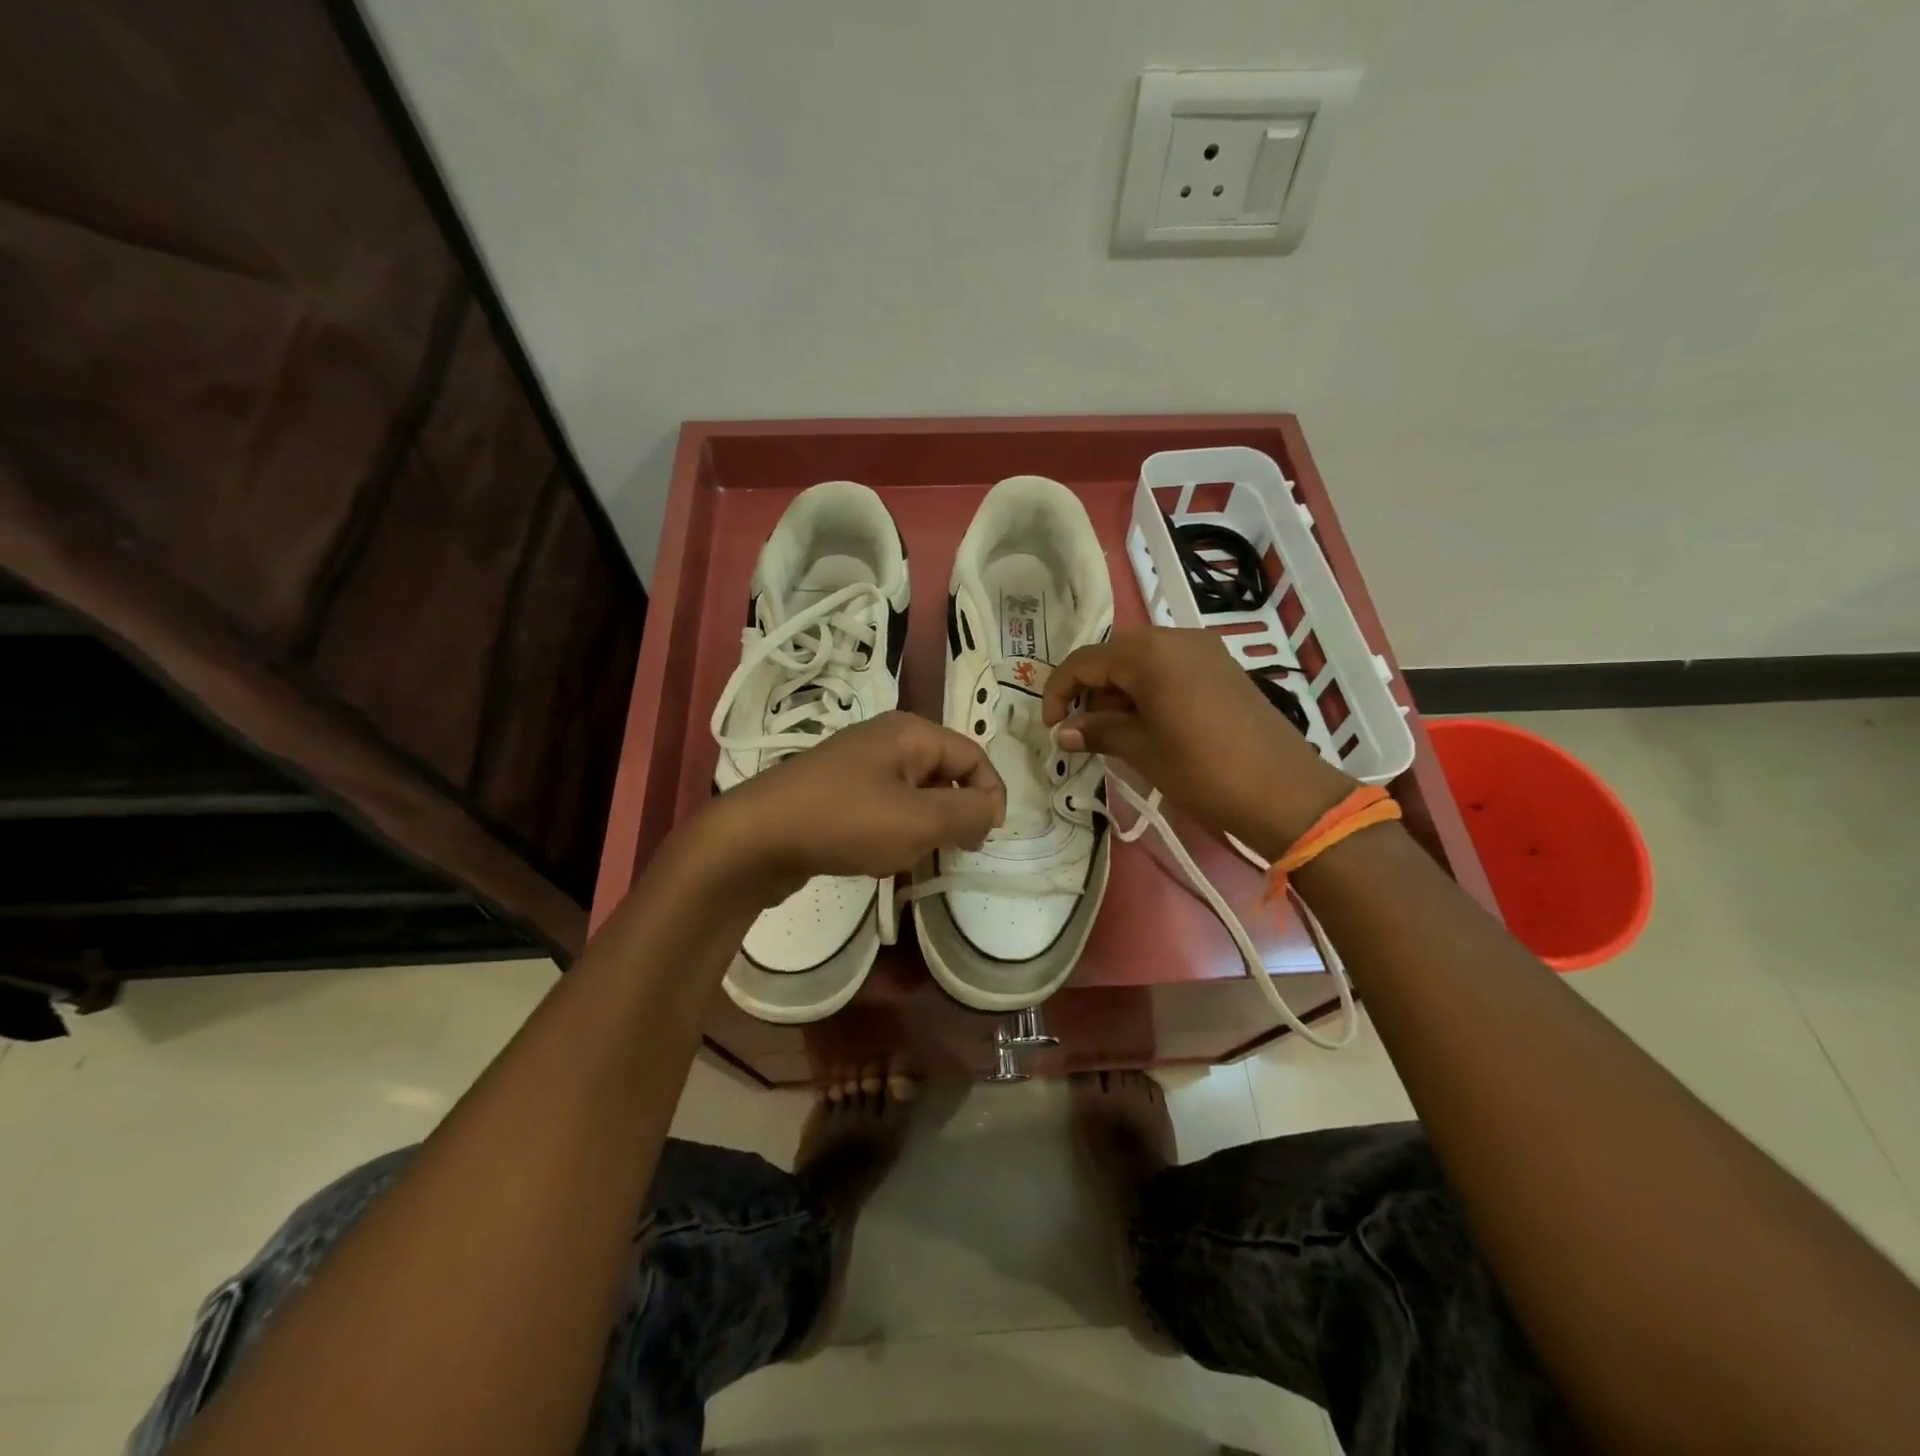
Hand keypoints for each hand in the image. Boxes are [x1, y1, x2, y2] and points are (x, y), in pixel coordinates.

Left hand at [697, 711, 1005, 902]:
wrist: (755, 837)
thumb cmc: (846, 821)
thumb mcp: (919, 821)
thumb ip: (968, 814)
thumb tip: (991, 810)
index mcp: (909, 733)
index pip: (972, 755)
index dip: (991, 793)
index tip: (987, 838)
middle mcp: (884, 741)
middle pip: (943, 772)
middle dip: (957, 812)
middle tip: (957, 851)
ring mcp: (855, 767)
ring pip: (913, 794)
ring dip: (925, 826)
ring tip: (917, 857)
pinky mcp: (834, 795)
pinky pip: (882, 808)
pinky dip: (894, 832)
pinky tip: (881, 858)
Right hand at [1041, 627, 1353, 858]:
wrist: (1284, 791)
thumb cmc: (1203, 770)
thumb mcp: (1142, 750)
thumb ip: (1098, 731)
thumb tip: (1062, 731)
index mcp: (1150, 653)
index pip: (1086, 661)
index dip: (1059, 691)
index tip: (1050, 726)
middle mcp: (1176, 638)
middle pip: (1114, 655)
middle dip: (1090, 689)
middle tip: (1081, 729)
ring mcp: (1204, 650)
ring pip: (1142, 660)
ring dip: (1118, 690)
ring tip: (1112, 731)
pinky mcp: (1222, 666)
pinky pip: (1169, 667)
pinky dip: (1147, 689)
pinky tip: (1147, 722)